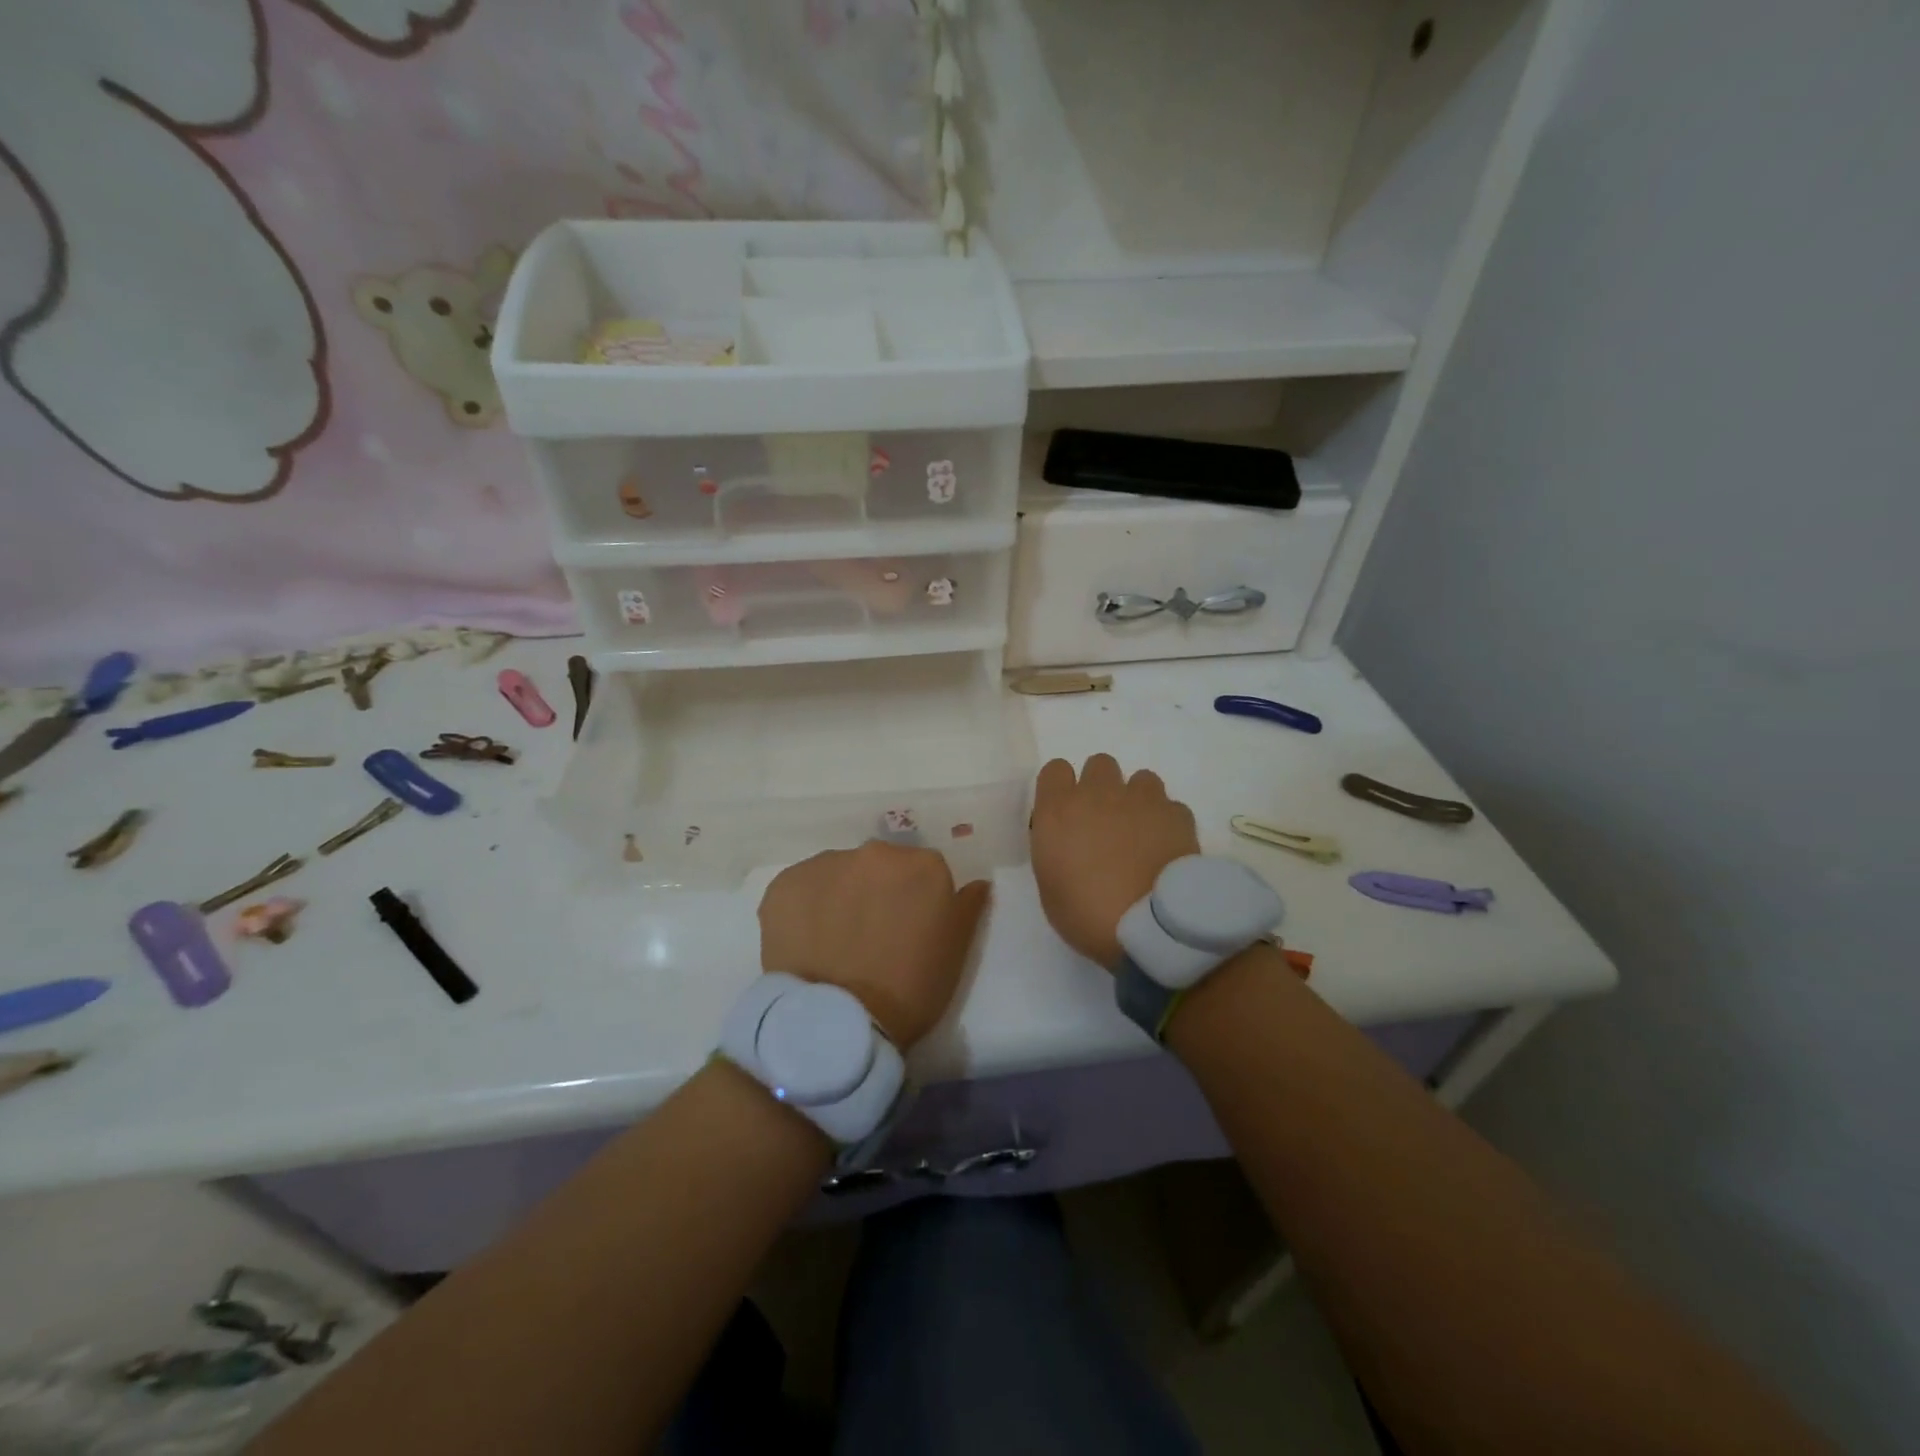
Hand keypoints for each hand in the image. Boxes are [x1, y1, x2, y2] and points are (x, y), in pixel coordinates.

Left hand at [757, 841, 990, 1048]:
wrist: (838, 1023)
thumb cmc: (909, 990)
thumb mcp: (955, 953)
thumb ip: (967, 907)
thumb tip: (977, 883)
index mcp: (922, 865)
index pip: (922, 872)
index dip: (914, 901)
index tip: (907, 930)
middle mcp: (875, 852)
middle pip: (879, 867)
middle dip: (876, 892)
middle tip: (870, 936)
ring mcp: (826, 864)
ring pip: (838, 874)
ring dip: (840, 897)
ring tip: (833, 941)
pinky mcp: (785, 884)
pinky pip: (801, 889)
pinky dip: (805, 908)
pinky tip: (806, 941)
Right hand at [1030, 754, 1199, 969]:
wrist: (1150, 927)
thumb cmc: (1087, 915)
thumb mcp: (1051, 887)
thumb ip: (1057, 850)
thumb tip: (1071, 841)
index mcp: (1058, 810)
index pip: (1055, 770)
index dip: (1061, 789)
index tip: (1066, 813)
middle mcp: (1098, 794)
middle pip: (1099, 764)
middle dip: (1101, 787)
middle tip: (1105, 822)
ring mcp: (1141, 799)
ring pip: (1140, 778)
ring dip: (1137, 799)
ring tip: (1142, 833)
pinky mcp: (1177, 814)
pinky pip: (1170, 806)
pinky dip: (1167, 822)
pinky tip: (1167, 848)